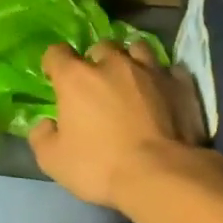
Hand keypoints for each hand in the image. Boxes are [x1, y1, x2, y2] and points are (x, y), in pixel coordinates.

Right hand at [28, 41, 206, 209]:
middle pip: (101, 46)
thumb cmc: (99, 166)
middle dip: (96, 60)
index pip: (57, 53)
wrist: (160, 175)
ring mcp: (151, 70)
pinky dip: (163, 77)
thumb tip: (46, 124)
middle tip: (97, 82)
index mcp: (76, 78)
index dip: (53, 63)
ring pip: (138, 48)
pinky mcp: (181, 84)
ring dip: (131, 59)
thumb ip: (42, 137)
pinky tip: (162, 91)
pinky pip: (170, 69)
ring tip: (131, 78)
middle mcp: (113, 64)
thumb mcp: (53, 161)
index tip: (54, 77)